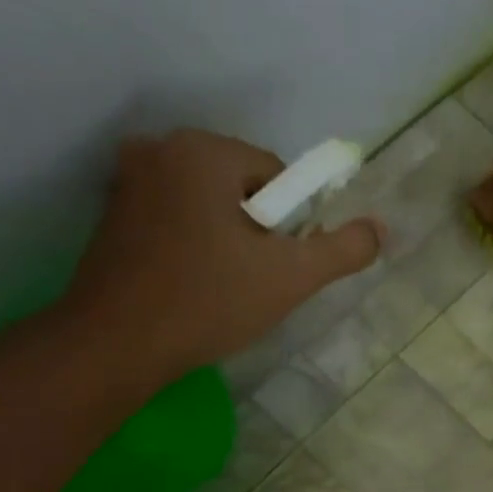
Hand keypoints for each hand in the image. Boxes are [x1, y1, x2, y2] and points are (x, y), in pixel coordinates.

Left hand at [60, 129, 383, 384]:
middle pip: (242, 187)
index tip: (280, 266)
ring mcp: (128, 179)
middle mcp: (160, 148)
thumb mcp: (291, 278)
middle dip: (257, 232)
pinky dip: (194, 245)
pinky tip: (192, 285)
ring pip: (208, 204)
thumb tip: (380, 228)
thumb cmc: (209, 301)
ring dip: (227, 239)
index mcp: (203, 150)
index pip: (277, 176)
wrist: (117, 343)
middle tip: (254, 281)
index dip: (291, 225)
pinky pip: (176, 218)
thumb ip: (343, 249)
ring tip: (223, 287)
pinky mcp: (112, 213)